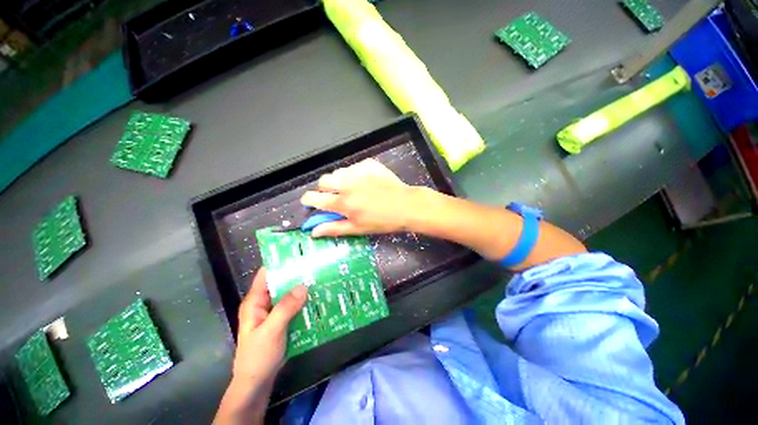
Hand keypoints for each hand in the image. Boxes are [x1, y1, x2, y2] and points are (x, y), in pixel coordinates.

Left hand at [214, 268, 306, 423]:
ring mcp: (274, 313)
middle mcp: (265, 303)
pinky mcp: (283, 321)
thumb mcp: (271, 330)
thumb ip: (286, 308)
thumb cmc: (258, 356)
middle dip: (297, 275)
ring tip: (322, 278)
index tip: (299, 254)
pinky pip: (295, 307)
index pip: (267, 274)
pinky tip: (318, 298)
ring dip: (303, 288)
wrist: (257, 383)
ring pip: (290, 295)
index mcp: (255, 301)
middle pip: (281, 283)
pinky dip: (304, 302)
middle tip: (317, 265)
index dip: (281, 263)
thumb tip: (303, 285)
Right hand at [300, 159, 417, 236]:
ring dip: (340, 180)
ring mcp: (358, 172)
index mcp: (342, 202)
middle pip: (323, 181)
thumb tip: (313, 231)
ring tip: (351, 188)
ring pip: (338, 172)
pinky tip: (365, 182)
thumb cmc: (382, 221)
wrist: (406, 206)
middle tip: (335, 196)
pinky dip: (355, 174)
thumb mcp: (357, 228)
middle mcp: (347, 185)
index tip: (309, 202)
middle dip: (324, 189)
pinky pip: (354, 167)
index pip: (314, 198)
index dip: (308, 200)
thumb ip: (334, 228)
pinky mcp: (369, 164)